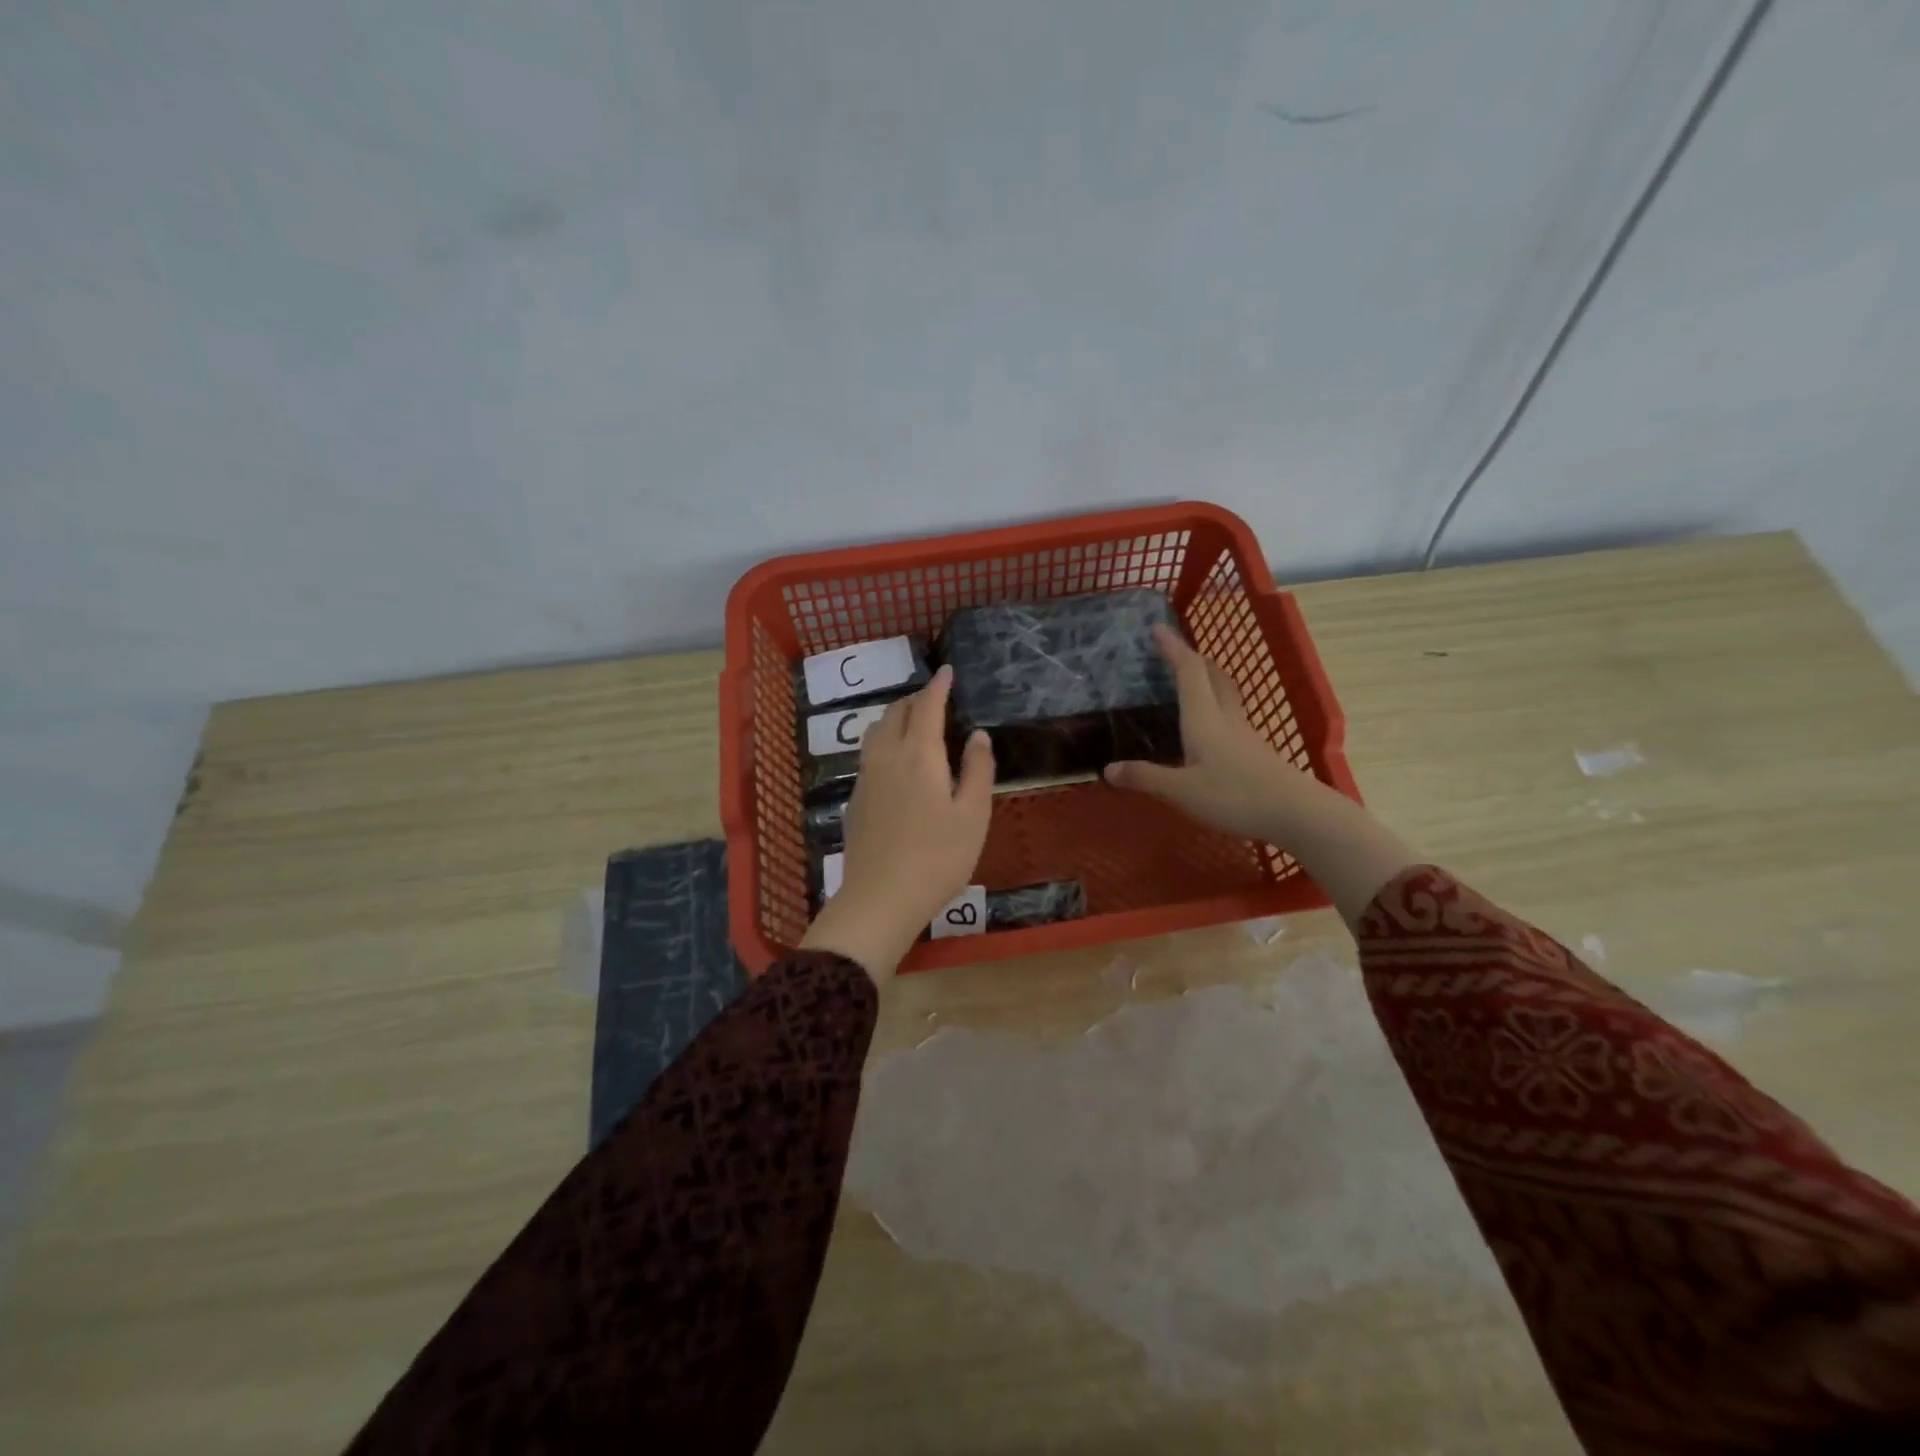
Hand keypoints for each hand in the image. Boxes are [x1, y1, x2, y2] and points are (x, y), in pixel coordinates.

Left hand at [800, 665, 995, 980]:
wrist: (881, 899)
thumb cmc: (938, 857)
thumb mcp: (973, 815)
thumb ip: (978, 770)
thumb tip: (977, 735)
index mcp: (919, 755)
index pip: (927, 706)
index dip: (938, 685)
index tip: (947, 670)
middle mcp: (886, 757)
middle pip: (896, 714)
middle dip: (915, 699)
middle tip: (934, 697)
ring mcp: (866, 778)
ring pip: (875, 732)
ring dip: (895, 718)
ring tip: (913, 724)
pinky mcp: (855, 800)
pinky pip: (869, 755)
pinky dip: (884, 742)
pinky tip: (896, 763)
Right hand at [1106, 624, 1417, 928]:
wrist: (1297, 813)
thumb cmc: (1235, 796)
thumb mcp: (1181, 791)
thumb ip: (1145, 777)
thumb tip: (1107, 769)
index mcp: (1203, 718)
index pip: (1188, 671)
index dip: (1173, 647)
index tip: (1158, 627)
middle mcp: (1225, 718)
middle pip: (1212, 676)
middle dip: (1193, 659)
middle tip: (1175, 653)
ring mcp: (1244, 734)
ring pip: (1225, 694)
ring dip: (1207, 680)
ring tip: (1191, 682)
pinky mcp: (1256, 751)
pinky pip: (1231, 716)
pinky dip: (1215, 707)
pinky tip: (1209, 727)